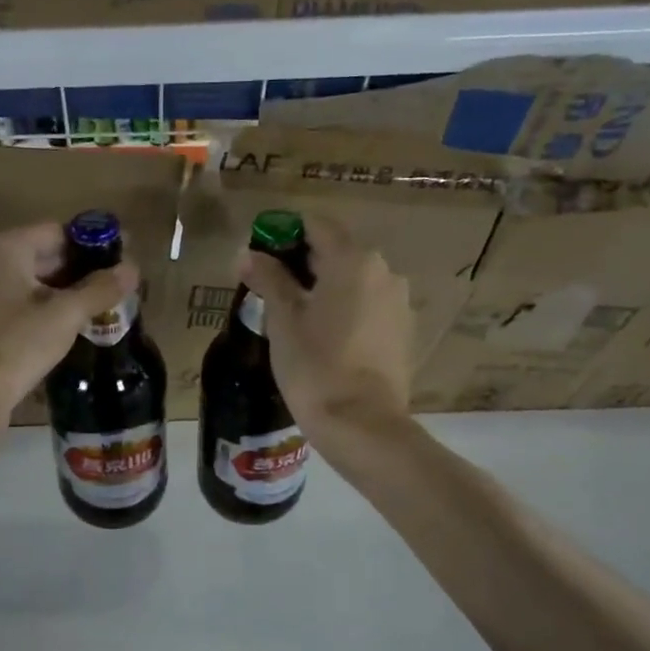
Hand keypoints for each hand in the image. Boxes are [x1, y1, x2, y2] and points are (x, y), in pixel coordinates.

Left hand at [0, 222, 137, 421]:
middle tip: (119, 286)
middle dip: (82, 270)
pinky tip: (72, 326)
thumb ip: (100, 289)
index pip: (58, 231)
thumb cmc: (15, 345)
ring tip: (104, 306)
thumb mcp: (65, 315)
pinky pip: (21, 303)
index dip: (93, 243)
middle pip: (45, 254)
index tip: (124, 259)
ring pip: (34, 282)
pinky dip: (47, 309)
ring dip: (67, 292)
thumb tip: (132, 268)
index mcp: (5, 248)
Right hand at [240, 215, 411, 442]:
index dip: (284, 233)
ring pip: (353, 280)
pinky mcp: (403, 330)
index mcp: (353, 260)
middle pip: (337, 251)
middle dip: (302, 262)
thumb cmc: (315, 366)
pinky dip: (345, 308)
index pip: (316, 226)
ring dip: (324, 287)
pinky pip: (368, 305)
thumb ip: (268, 278)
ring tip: (295, 316)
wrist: (362, 424)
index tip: (261, 254)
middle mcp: (384, 271)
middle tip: (270, 287)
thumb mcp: (283, 320)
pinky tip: (325, 336)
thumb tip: (247, 253)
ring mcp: (398, 301)